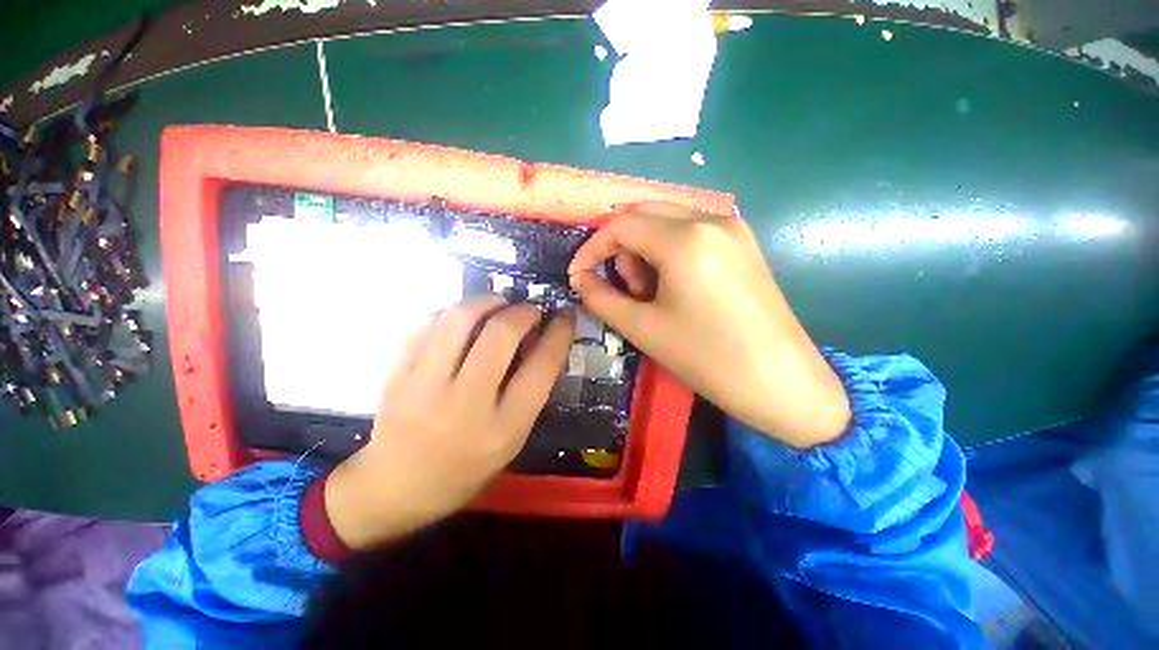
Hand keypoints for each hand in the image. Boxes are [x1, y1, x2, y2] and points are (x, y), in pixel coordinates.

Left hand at [324, 295, 574, 548]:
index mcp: (503, 429)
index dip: (558, 334)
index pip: (541, 368)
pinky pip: (427, 324)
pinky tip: (463, 318)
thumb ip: (530, 391)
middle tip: (530, 310)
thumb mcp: (512, 439)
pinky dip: (452, 311)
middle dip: (523, 312)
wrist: (395, 487)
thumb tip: (539, 340)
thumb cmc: (466, 468)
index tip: (564, 317)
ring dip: (486, 301)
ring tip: (498, 304)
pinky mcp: (396, 374)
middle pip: (500, 335)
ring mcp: (423, 386)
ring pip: (459, 319)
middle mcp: (464, 405)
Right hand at [568, 203, 848, 448]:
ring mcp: (733, 228)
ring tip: (653, 293)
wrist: (781, 382)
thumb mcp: (643, 329)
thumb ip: (601, 298)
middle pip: (644, 214)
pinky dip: (670, 251)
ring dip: (646, 250)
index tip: (580, 274)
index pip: (620, 225)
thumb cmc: (707, 358)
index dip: (592, 248)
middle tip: (627, 289)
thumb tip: (580, 278)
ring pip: (667, 221)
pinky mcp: (743, 242)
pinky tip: (677, 286)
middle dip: (621, 248)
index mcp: (684, 240)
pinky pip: (691, 231)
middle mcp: (711, 220)